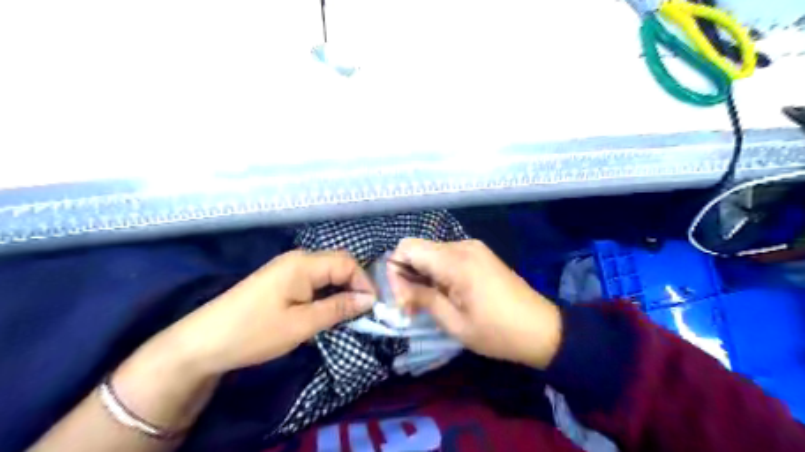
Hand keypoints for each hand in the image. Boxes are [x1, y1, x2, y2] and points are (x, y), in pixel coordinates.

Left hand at [164, 251, 379, 373]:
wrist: (202, 342)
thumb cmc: (254, 332)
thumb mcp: (302, 324)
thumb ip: (338, 308)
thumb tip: (369, 299)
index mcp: (304, 263)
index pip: (348, 263)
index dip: (364, 283)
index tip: (372, 308)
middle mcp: (298, 258)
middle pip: (339, 263)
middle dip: (355, 284)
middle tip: (363, 311)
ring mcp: (287, 267)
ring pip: (326, 271)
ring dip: (341, 288)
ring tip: (348, 312)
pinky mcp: (280, 278)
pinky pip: (313, 278)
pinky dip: (326, 291)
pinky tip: (326, 308)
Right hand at [388, 238, 561, 368]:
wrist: (541, 329)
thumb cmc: (496, 332)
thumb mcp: (454, 323)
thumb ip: (423, 298)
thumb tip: (400, 288)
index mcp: (455, 261)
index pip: (407, 248)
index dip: (396, 271)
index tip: (403, 300)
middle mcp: (462, 246)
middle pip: (418, 248)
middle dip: (407, 274)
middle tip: (412, 306)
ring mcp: (473, 248)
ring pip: (431, 252)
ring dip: (422, 274)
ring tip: (427, 303)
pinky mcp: (479, 254)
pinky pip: (447, 256)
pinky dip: (437, 272)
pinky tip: (445, 293)